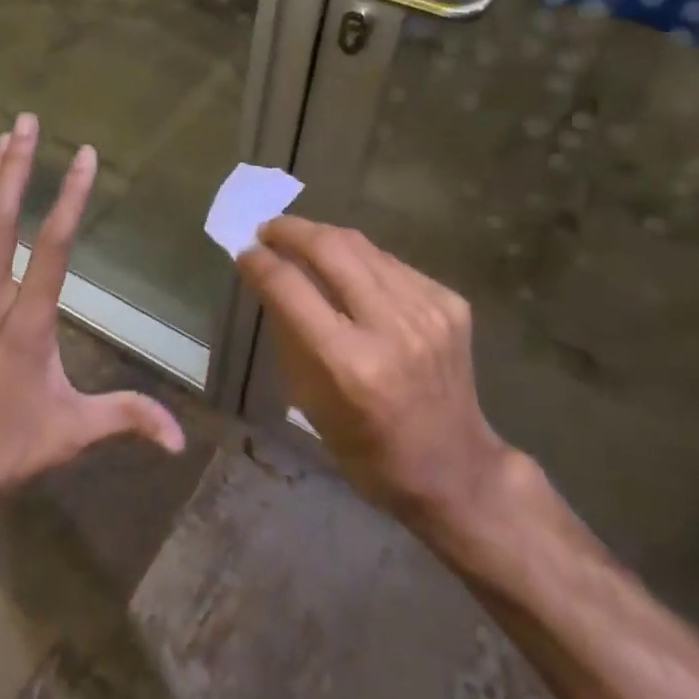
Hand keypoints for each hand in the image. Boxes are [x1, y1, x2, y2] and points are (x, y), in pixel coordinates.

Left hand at [0, 112, 184, 535]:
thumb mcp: (68, 437)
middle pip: (3, 220)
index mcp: (28, 322)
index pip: (54, 246)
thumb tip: (180, 438)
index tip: (84, 155)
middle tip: (27, 121)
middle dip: (17, 167)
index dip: (71, 196)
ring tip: (0, 139)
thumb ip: (125, 421)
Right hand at [239, 218, 516, 535]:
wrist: (454, 467)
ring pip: (363, 247)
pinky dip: (363, 262)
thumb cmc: (368, 450)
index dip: (260, 263)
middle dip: (291, 230)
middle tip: (268, 230)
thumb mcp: (311, 403)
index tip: (244, 252)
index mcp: (348, 364)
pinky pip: (393, 265)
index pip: (290, 288)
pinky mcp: (450, 302)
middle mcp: (390, 327)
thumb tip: (271, 279)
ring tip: (303, 241)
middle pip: (330, 248)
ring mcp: (427, 310)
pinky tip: (351, 273)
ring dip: (325, 238)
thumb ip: (291, 335)